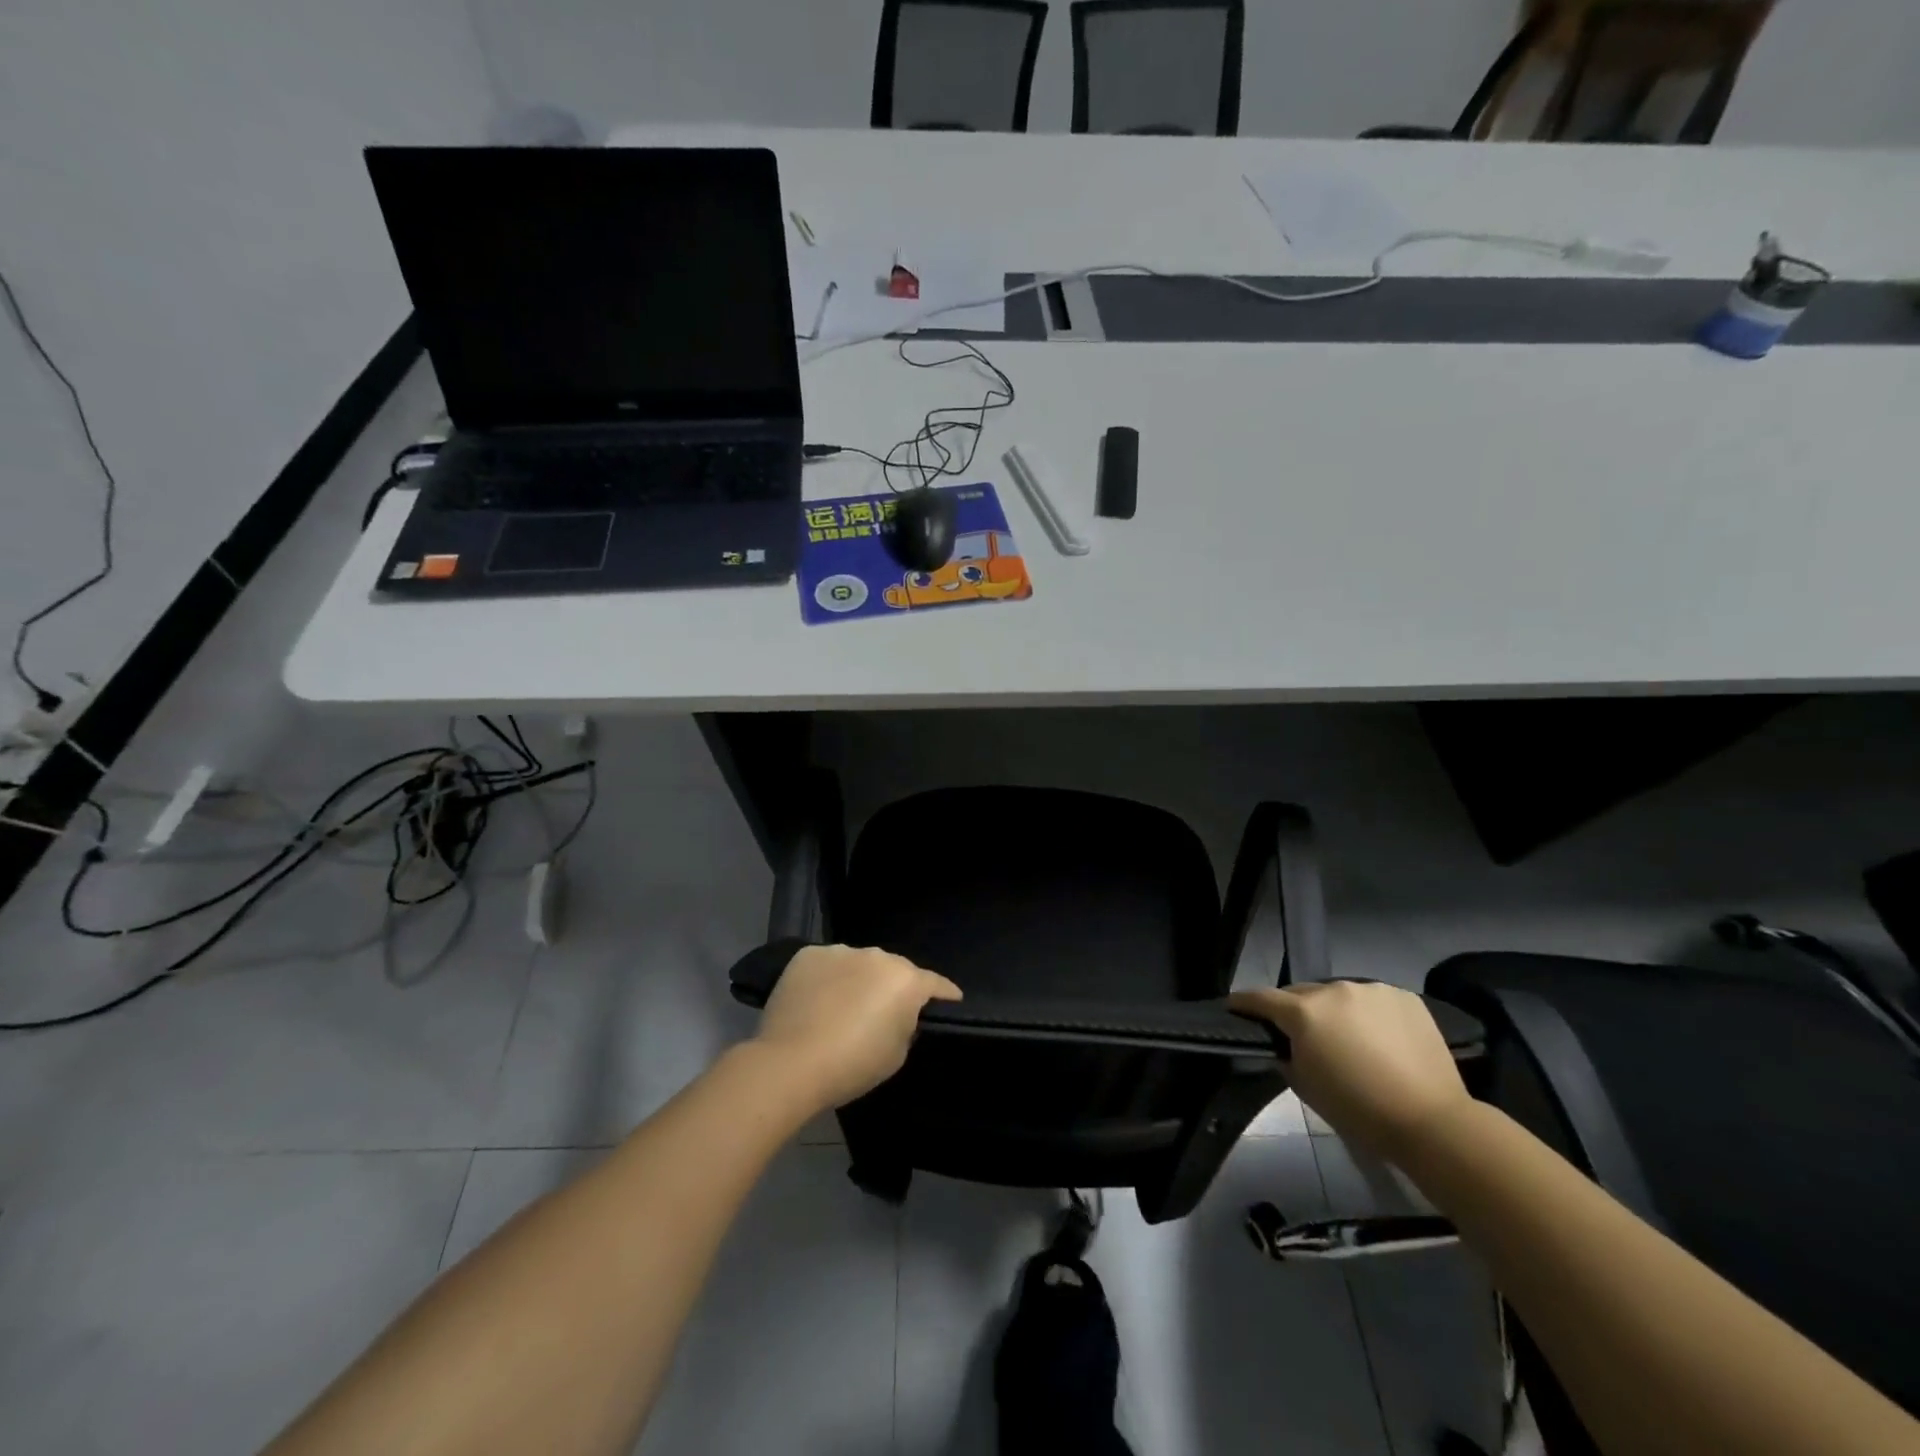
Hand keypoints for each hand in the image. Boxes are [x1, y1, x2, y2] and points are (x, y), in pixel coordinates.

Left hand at [754, 944, 961, 1112]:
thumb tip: (898, 1014)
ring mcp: (840, 951)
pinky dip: (828, 979)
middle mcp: (877, 956)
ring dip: (859, 980)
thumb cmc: (853, 1065)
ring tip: (844, 1006)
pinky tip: (817, 1000)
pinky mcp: (807, 955)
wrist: (791, 1063)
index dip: (946, 994)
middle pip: (894, 970)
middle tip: (884, 1012)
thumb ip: (906, 1025)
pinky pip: (827, 965)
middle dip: (894, 987)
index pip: (936, 984)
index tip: (951, 1001)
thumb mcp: (897, 1054)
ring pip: (859, 964)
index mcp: (906, 980)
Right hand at [1229, 981, 1471, 1161]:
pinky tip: (1380, 1039)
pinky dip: (1368, 1014)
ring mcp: (1371, 990)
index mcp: (1303, 1012)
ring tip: (1347, 1037)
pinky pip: (1372, 1000)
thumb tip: (1284, 1044)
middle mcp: (1333, 990)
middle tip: (1301, 1034)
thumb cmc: (1359, 1111)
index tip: (1234, 1007)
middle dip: (1294, 1009)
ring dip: (1334, 1011)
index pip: (1260, 998)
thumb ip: (1286, 1056)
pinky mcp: (1404, 997)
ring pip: (1339, 995)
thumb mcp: (1305, 1087)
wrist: (1432, 1122)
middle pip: (1301, 993)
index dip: (1244, 1003)